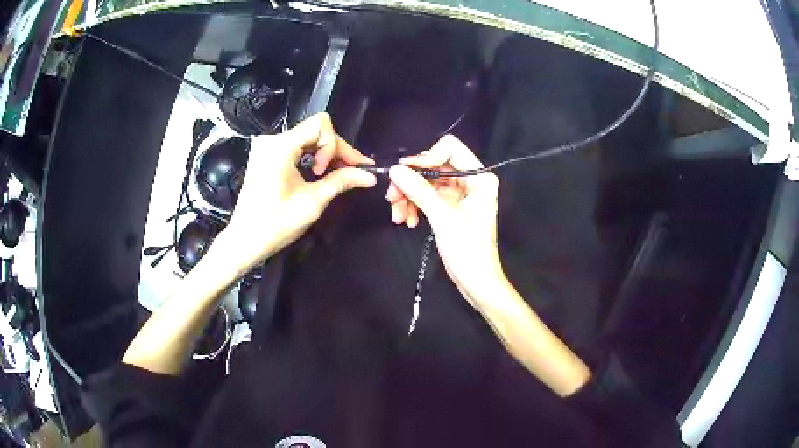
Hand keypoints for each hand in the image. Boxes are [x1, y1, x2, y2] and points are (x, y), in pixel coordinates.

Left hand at [220, 113, 375, 272]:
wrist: (245, 240)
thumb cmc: (276, 225)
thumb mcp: (312, 202)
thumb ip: (341, 181)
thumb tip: (369, 176)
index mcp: (279, 147)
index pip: (320, 125)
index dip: (335, 145)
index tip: (336, 170)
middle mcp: (271, 140)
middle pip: (315, 130)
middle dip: (336, 150)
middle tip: (354, 171)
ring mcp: (266, 147)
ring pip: (307, 138)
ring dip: (326, 154)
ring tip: (340, 173)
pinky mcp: (265, 155)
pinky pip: (296, 147)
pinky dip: (312, 157)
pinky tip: (321, 172)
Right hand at [386, 135, 503, 306]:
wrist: (477, 282)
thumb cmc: (468, 252)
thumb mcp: (443, 218)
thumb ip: (420, 191)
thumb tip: (395, 170)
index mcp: (479, 178)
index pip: (450, 149)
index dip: (426, 158)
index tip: (405, 174)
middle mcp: (471, 181)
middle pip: (434, 165)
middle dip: (412, 181)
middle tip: (392, 198)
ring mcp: (460, 194)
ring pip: (428, 182)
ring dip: (409, 196)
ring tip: (398, 216)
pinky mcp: (451, 206)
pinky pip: (428, 196)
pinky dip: (415, 205)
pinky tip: (407, 221)